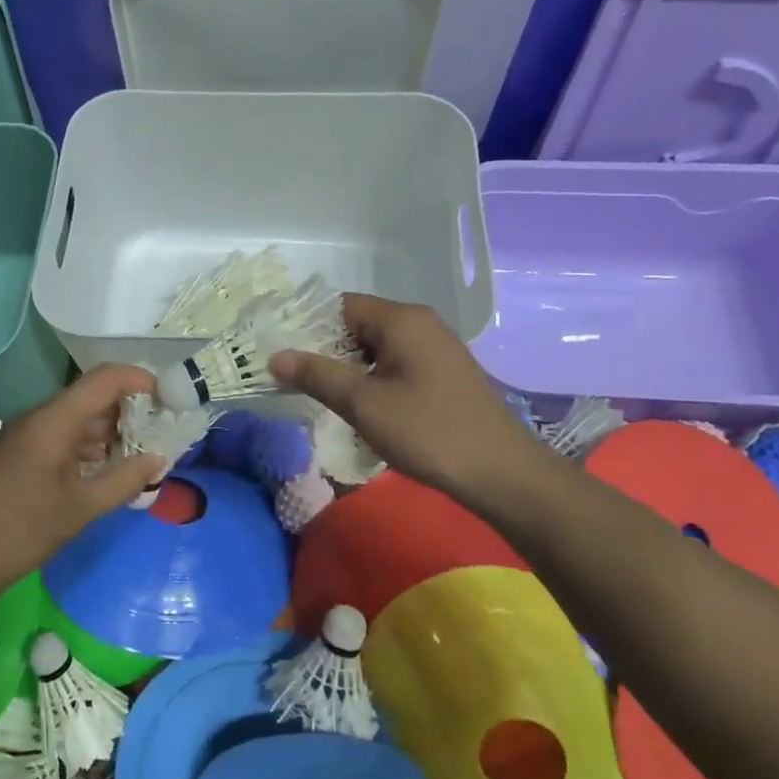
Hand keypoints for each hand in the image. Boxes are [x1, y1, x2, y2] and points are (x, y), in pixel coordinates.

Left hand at [0, 365, 167, 596]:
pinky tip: (105, 470)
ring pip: (77, 419)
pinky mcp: (18, 455)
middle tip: (160, 432)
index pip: (105, 379)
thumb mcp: (81, 508)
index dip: (139, 379)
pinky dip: (88, 446)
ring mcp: (25, 436)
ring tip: (140, 454)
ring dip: (109, 431)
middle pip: (92, 397)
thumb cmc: (22, 529)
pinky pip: (61, 437)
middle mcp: (40, 418)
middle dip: (129, 410)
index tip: (168, 398)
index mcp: (55, 420)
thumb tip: (159, 459)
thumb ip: (125, 480)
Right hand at [269, 293, 546, 507]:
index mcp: (402, 320)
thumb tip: (275, 356)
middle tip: (297, 379)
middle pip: (359, 324)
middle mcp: (420, 323)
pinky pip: (396, 363)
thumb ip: (318, 375)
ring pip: (377, 347)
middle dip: (327, 350)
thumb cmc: (429, 432)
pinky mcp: (444, 373)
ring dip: (350, 368)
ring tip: (323, 396)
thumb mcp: (364, 404)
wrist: (502, 472)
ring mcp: (436, 348)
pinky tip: (362, 407)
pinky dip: (374, 379)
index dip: (309, 326)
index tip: (284, 354)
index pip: (341, 306)